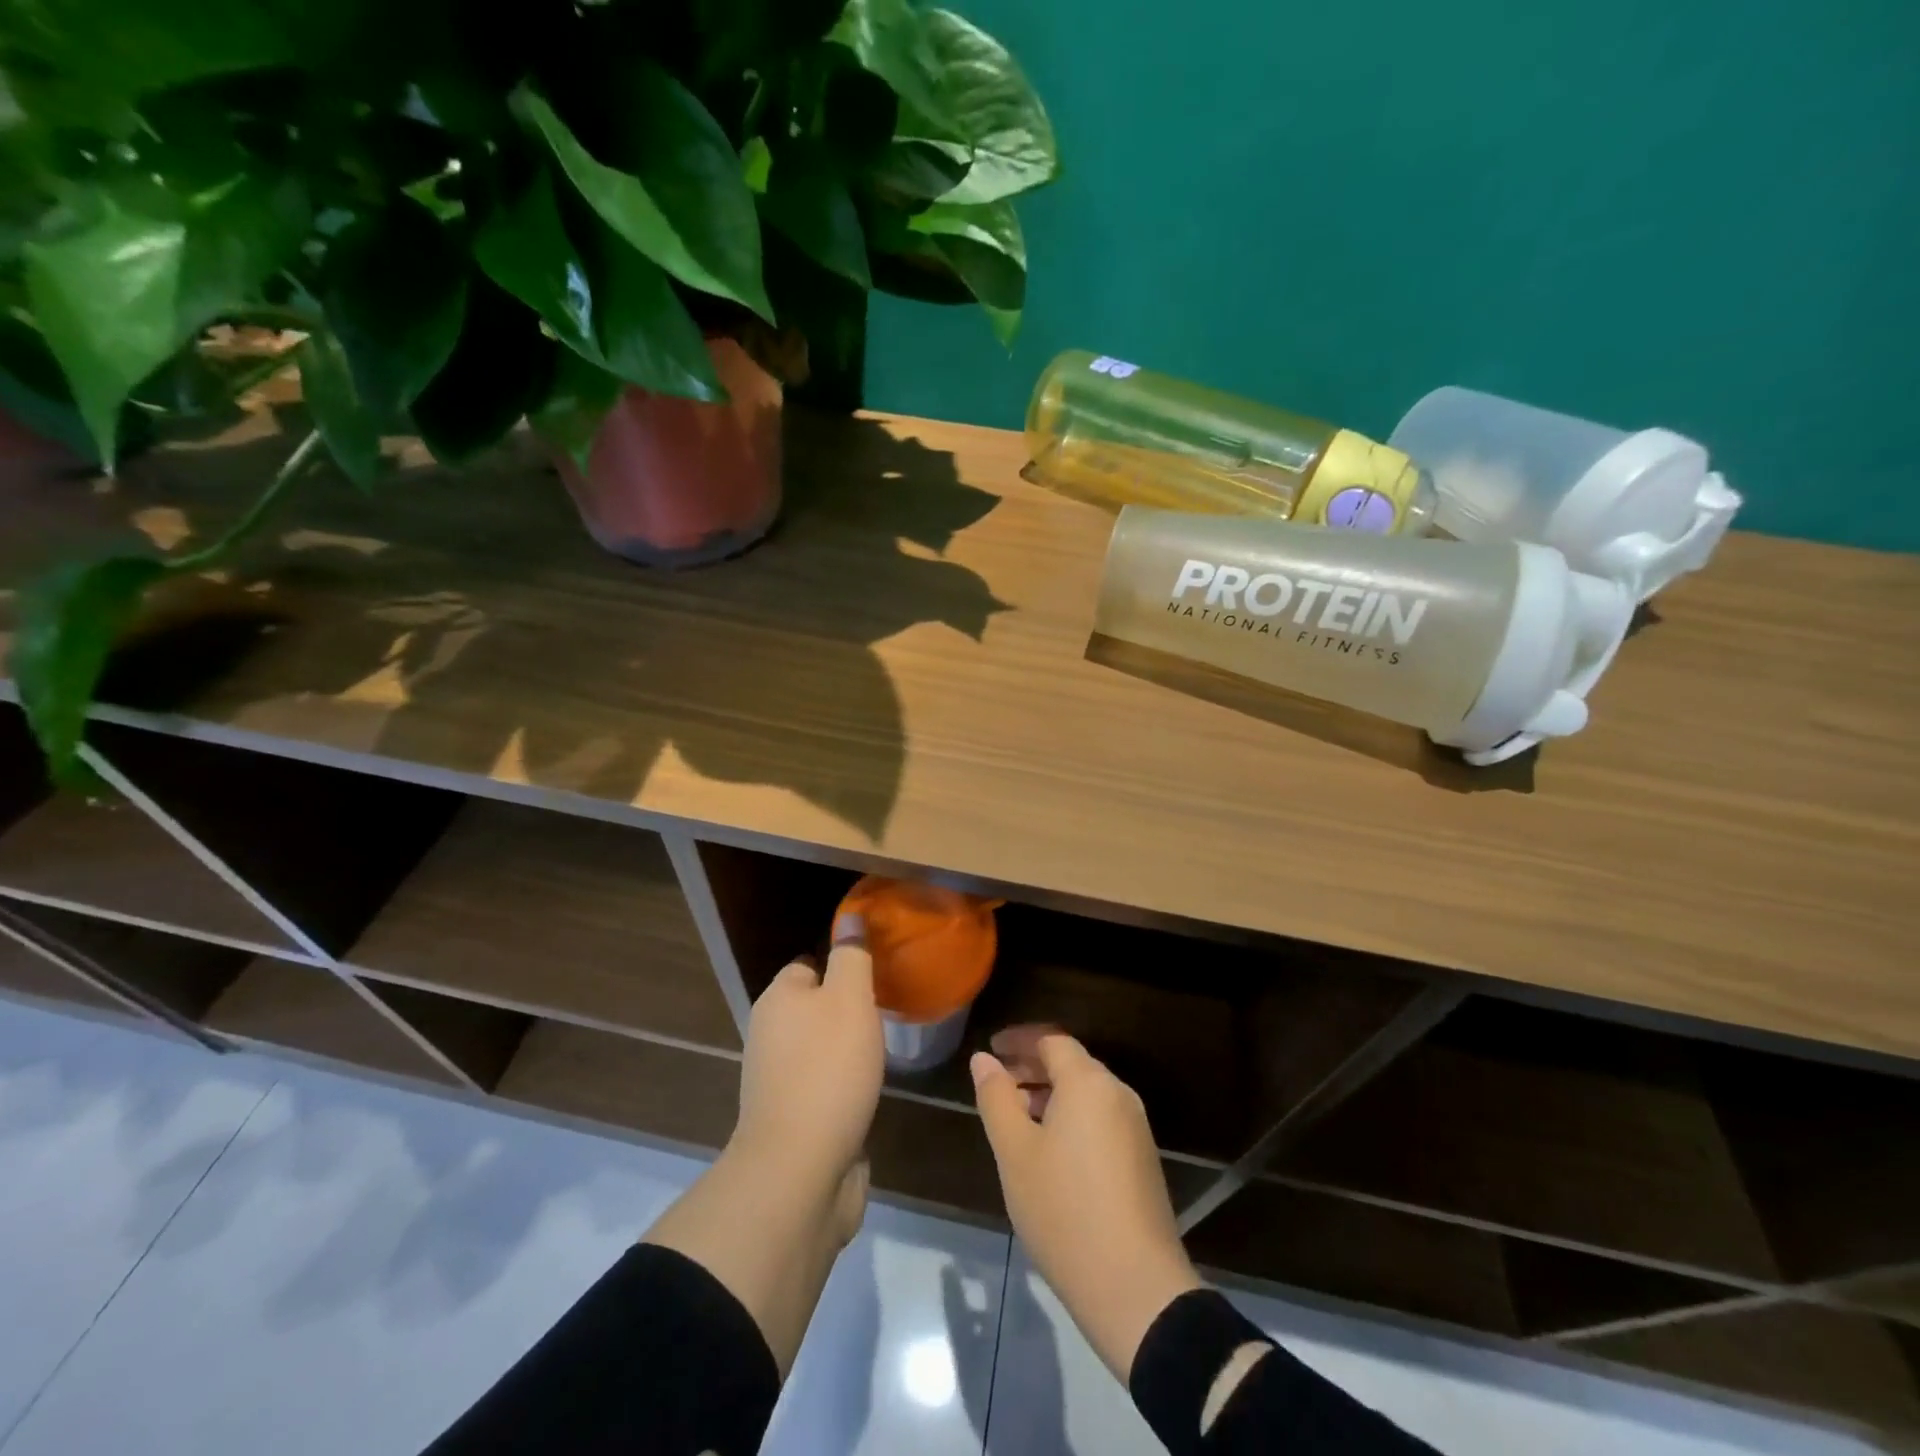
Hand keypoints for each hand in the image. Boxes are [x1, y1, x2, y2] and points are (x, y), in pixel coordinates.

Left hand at [733, 911, 885, 1236]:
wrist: (799, 1170)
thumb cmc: (828, 1070)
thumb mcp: (849, 999)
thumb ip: (852, 956)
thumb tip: (851, 916)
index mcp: (777, 999)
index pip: (808, 964)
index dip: (842, 965)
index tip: (876, 975)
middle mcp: (769, 1035)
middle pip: (813, 1007)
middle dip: (847, 1009)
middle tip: (885, 1012)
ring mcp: (777, 1080)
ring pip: (818, 1048)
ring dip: (846, 1049)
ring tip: (882, 1050)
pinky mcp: (791, 1119)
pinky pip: (821, 1085)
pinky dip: (842, 1085)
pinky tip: (866, 1090)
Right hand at [972, 1033, 1204, 1381]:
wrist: (1136, 1289)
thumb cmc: (1064, 1210)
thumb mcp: (1015, 1152)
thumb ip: (996, 1098)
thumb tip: (984, 1059)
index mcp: (1089, 1082)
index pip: (1051, 1040)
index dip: (1018, 1040)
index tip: (991, 1049)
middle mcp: (1118, 1094)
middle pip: (1071, 1064)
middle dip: (1031, 1067)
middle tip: (996, 1084)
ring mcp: (1135, 1128)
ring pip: (1086, 1093)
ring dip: (1049, 1094)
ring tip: (1015, 1118)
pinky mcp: (1142, 1159)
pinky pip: (1100, 1119)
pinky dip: (1070, 1118)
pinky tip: (1048, 1150)